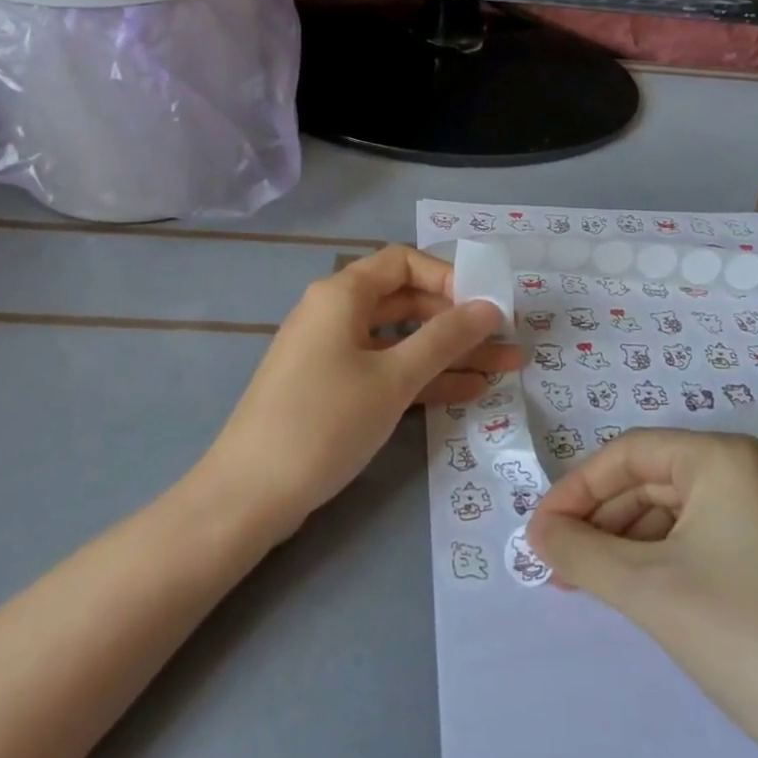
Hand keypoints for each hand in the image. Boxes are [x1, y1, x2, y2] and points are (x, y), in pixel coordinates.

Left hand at [204, 245, 521, 527]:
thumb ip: (445, 339)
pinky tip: (470, 390)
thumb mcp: (393, 378)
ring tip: (506, 366)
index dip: (447, 276)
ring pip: (402, 341)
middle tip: (506, 338)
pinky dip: (424, 377)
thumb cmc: (325, 421)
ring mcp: (334, 353)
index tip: (485, 304)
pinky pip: (387, 371)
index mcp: (342, 294)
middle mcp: (336, 314)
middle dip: (458, 320)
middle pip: (406, 301)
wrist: (250, 495)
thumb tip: (489, 308)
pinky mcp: (336, 389)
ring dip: (450, 353)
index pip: (403, 262)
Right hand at [527, 428, 757, 757]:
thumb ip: (580, 553)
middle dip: (599, 520)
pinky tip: (636, 592)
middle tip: (557, 564)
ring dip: (624, 543)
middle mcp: (748, 472)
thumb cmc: (746, 636)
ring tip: (588, 584)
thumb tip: (537, 532)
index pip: (628, 454)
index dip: (576, 488)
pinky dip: (659, 560)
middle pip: (650, 480)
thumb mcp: (649, 590)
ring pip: (673, 512)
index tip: (539, 531)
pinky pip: (699, 539)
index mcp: (722, 458)